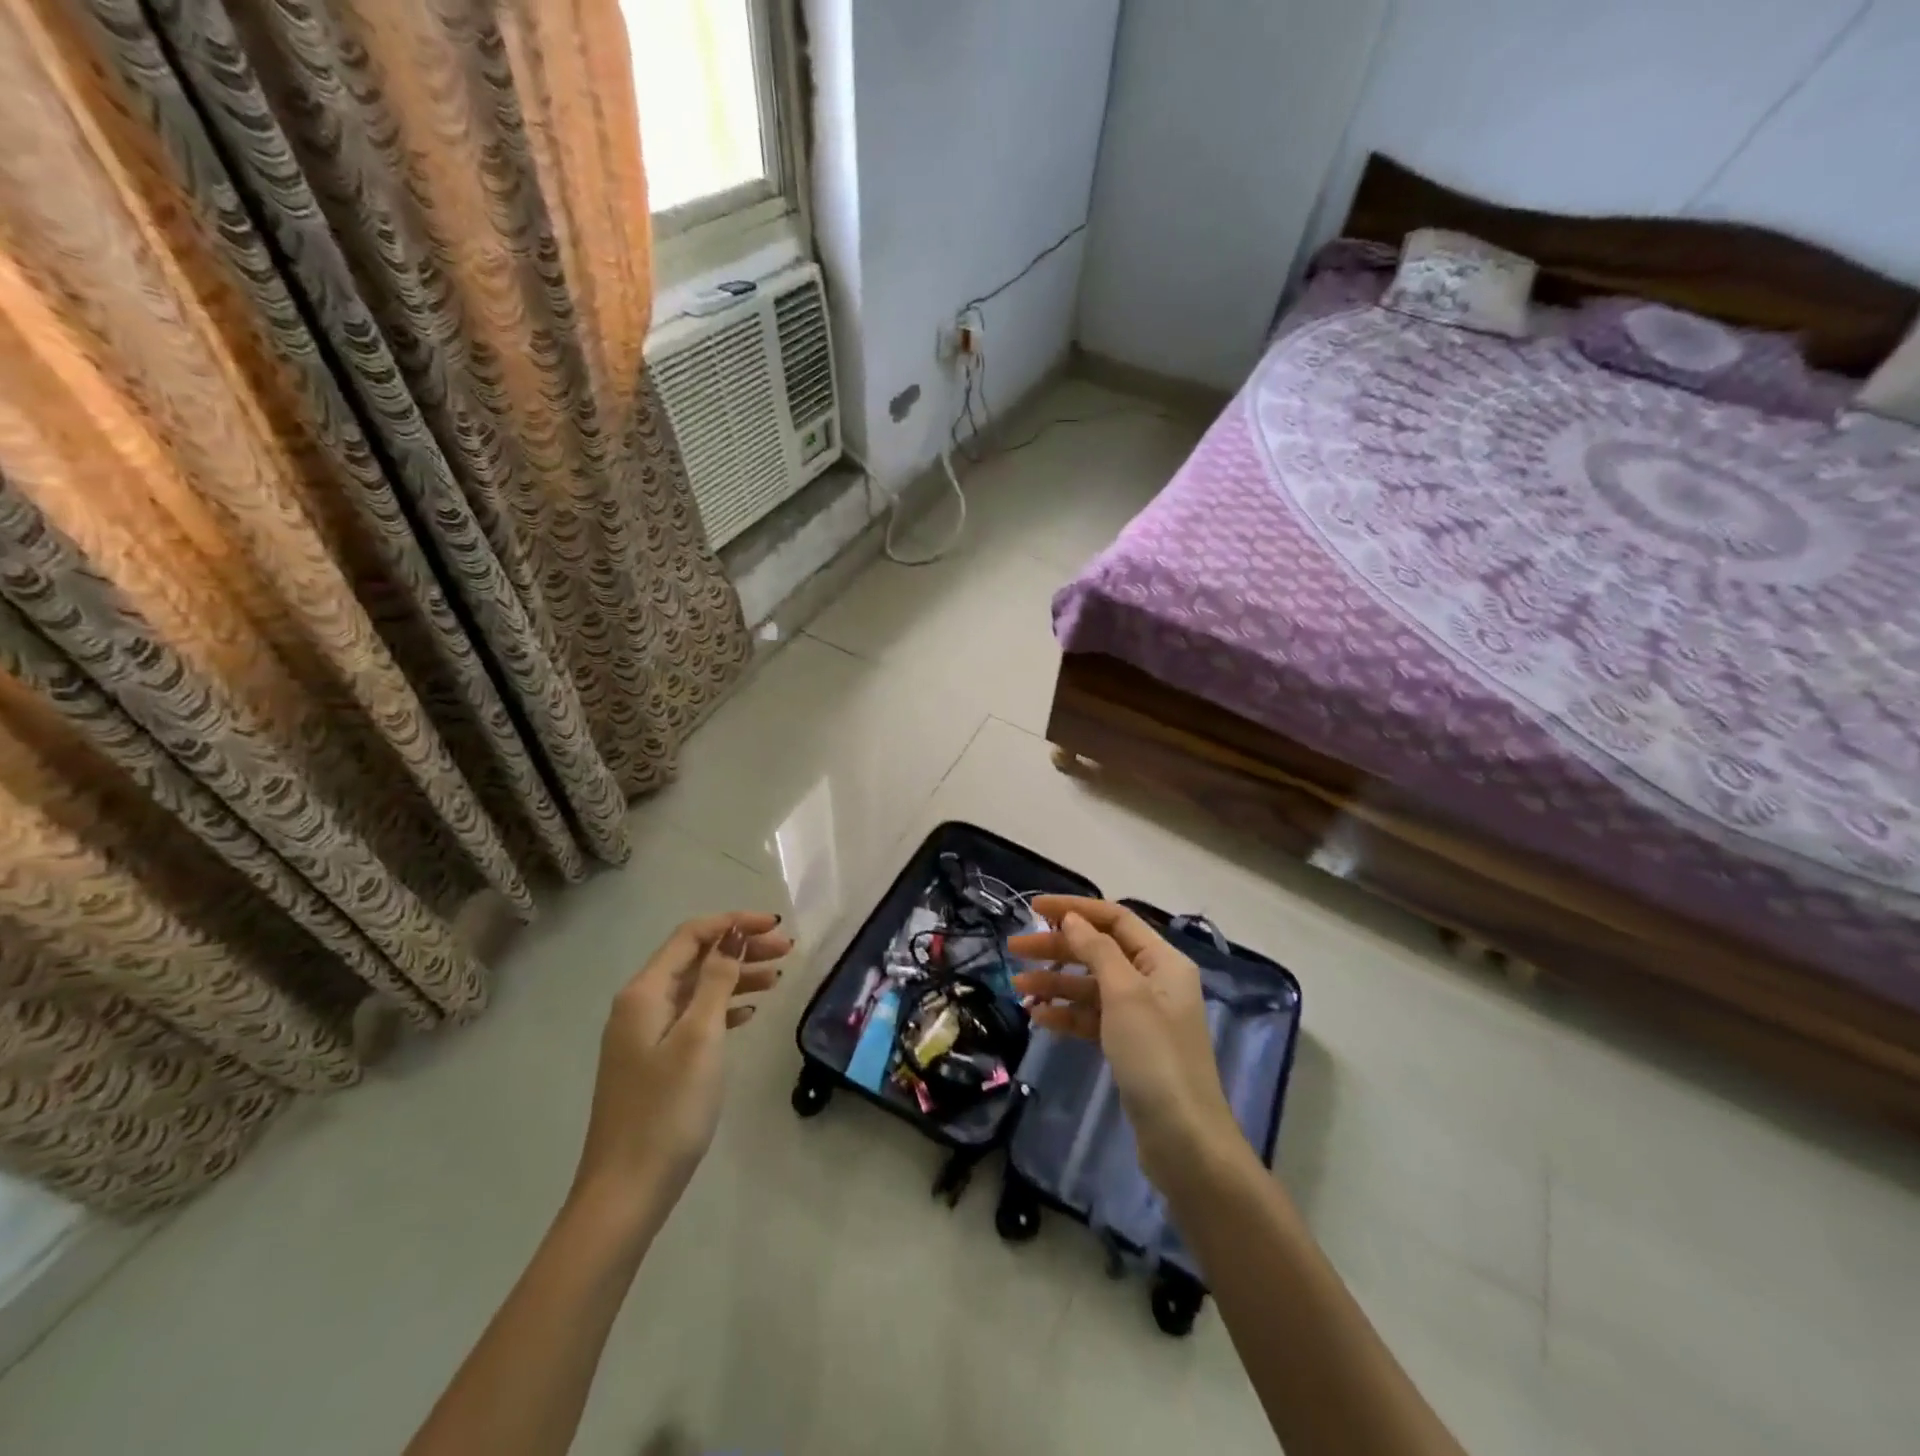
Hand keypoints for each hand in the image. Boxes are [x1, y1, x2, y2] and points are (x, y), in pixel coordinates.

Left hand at [572, 913, 791, 1214]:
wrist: (626, 1191)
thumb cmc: (667, 1109)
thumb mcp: (700, 1038)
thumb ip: (717, 981)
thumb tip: (732, 935)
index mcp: (644, 992)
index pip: (692, 936)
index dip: (734, 923)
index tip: (776, 927)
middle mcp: (640, 1005)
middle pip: (696, 959)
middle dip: (741, 948)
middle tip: (787, 952)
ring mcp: (644, 1035)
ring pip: (697, 988)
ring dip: (736, 977)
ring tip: (778, 979)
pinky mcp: (653, 1061)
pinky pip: (693, 1017)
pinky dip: (723, 1008)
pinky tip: (750, 1013)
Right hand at [1009, 897, 1239, 1191]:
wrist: (1183, 1140)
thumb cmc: (1155, 1056)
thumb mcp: (1125, 994)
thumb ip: (1096, 950)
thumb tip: (1071, 919)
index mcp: (1162, 961)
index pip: (1114, 919)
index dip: (1074, 909)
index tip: (1033, 908)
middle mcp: (1154, 981)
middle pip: (1098, 950)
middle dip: (1057, 947)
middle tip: (1014, 948)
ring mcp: (1142, 1016)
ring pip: (1091, 985)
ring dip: (1056, 982)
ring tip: (1018, 986)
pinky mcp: (1130, 1046)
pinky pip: (1092, 1018)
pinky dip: (1066, 1013)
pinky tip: (1039, 1017)